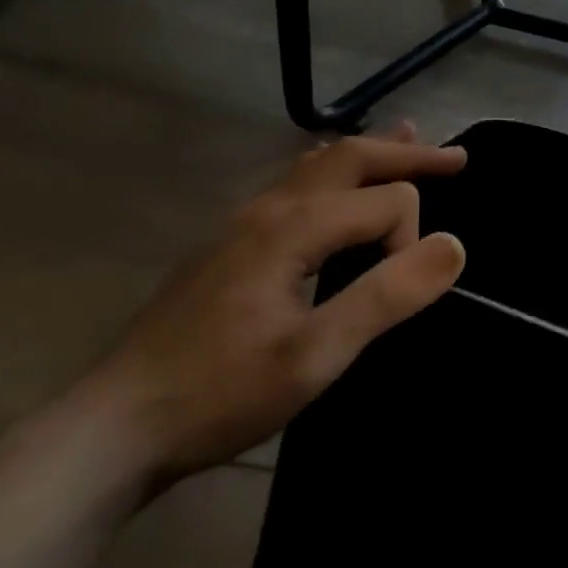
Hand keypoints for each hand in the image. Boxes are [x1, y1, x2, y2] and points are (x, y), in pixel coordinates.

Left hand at [79, 124, 467, 496]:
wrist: (112, 428)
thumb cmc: (220, 393)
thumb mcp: (316, 355)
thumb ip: (387, 295)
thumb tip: (454, 245)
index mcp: (293, 227)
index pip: (386, 203)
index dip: (410, 243)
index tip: (399, 296)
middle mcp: (268, 208)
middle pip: (350, 157)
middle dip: (406, 154)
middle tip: (456, 158)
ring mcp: (242, 223)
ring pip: (317, 165)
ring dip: (368, 154)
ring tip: (404, 139)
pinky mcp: (228, 245)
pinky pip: (295, 186)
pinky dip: (334, 172)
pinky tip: (332, 189)